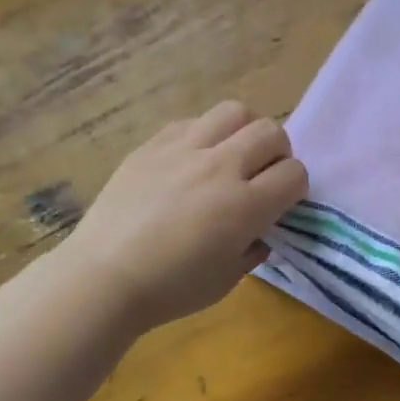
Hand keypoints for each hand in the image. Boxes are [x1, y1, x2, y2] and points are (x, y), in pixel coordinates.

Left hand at [66, 101, 307, 332]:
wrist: (104, 278)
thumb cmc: (171, 288)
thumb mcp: (228, 279)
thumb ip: (253, 247)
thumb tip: (259, 230)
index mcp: (245, 206)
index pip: (294, 173)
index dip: (295, 188)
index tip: (282, 203)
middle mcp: (220, 167)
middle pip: (271, 131)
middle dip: (278, 153)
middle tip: (261, 176)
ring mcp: (183, 150)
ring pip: (234, 111)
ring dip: (243, 132)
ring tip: (230, 156)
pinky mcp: (152, 145)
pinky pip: (191, 122)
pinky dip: (204, 135)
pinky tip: (192, 161)